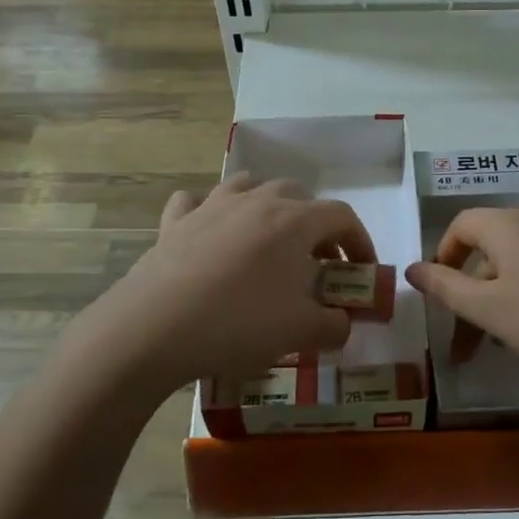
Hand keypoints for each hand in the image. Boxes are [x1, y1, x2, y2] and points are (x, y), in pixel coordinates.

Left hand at [93, 174, 373, 395]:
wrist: (155, 327)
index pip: (342, 216)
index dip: (360, 240)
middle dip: (315, 224)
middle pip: (298, 195)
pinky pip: (195, 202)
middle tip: (317, 261)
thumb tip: (342, 324)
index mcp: (294, 221)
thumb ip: (333, 326)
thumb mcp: (300, 332)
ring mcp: (212, 206)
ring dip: (267, 206)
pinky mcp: (174, 222)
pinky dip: (208, 211)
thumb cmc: (240, 323)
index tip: (363, 269)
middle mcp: (256, 201)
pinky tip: (208, 232)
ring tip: (268, 239)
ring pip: (249, 186)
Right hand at [404, 207, 518, 404]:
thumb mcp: (490, 310)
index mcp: (511, 225)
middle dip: (474, 288)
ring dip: (504, 292)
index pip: (463, 223)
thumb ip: (446, 288)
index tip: (440, 292)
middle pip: (494, 244)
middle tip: (469, 338)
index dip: (443, 254)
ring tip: (505, 339)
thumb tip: (412, 269)